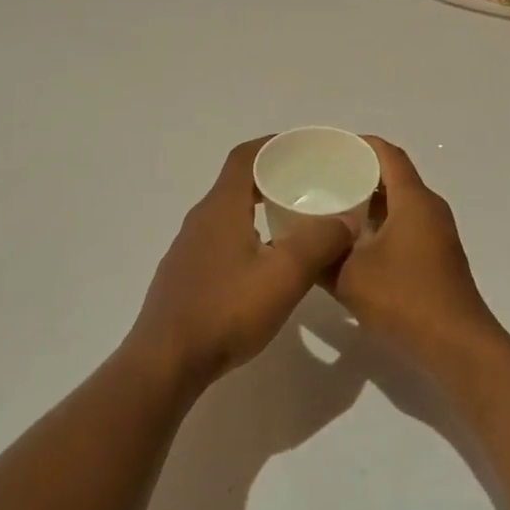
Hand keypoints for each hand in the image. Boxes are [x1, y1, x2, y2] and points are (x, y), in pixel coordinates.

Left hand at [128, 137, 355, 391]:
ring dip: (259, 207)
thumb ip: (319, 243)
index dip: (273, 145)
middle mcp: (200, 219)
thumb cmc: (226, 312)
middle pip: (237, 182)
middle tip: (309, 186)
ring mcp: (188, 248)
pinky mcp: (184, 275)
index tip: (303, 149)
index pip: (245, 156)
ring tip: (293, 222)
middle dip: (272, 176)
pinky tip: (263, 263)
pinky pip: (220, 238)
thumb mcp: (284, 277)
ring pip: (228, 213)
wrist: (164, 364)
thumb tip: (346, 219)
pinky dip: (246, 234)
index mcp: (221, 208)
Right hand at [329, 137, 504, 368]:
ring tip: (330, 210)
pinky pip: (405, 224)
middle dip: (358, 174)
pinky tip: (354, 244)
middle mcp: (429, 208)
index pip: (387, 153)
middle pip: (393, 176)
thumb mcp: (349, 277)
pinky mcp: (438, 255)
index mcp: (413, 199)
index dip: (359, 144)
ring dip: (368, 203)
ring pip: (399, 203)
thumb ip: (321, 256)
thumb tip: (299, 244)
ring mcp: (437, 232)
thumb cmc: (405, 299)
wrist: (457, 346)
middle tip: (321, 179)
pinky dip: (380, 224)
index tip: (328, 149)